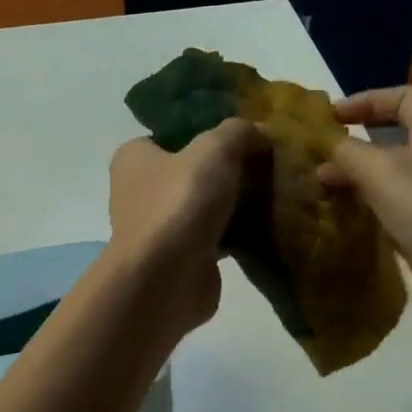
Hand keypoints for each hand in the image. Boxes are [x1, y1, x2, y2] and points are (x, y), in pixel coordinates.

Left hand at [108, 118, 261, 336]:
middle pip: (194, 170)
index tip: (247, 135)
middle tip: (270, 164)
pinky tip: (270, 226)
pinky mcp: (181, 256)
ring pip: (206, 204)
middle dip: (229, 169)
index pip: (175, 134)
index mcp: (134, 156)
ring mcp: (159, 226)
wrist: (166, 280)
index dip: (210, 131)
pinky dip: (238, 232)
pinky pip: (215, 235)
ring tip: (277, 193)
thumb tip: (259, 132)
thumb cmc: (180, 203)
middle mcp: (140, 189)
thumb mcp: (214, 149)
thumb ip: (237, 132)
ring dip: (236, 203)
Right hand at [319, 87, 411, 348]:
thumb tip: (327, 148)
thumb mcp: (381, 171)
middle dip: (353, 146)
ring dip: (354, 181)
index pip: (406, 98)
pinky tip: (340, 220)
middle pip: (392, 140)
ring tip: (319, 190)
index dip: (369, 99)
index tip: (331, 116)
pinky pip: (390, 212)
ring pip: (388, 179)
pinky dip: (365, 211)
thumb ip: (348, 153)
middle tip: (316, 159)